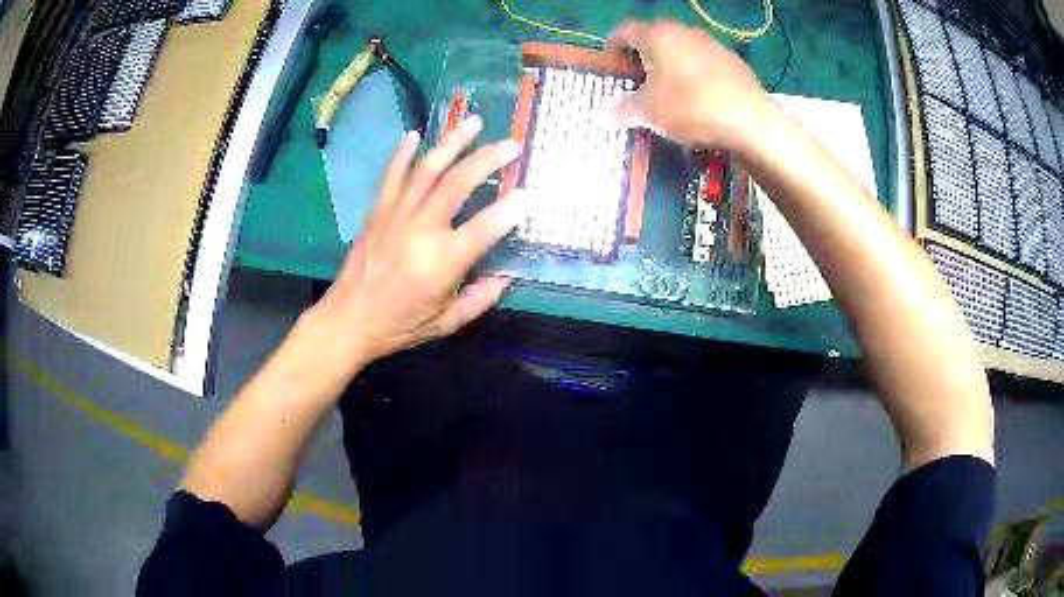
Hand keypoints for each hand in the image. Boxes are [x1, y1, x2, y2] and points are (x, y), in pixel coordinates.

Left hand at [302, 116, 522, 372]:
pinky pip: (391, 176)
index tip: (530, 193)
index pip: (485, 227)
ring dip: (452, 143)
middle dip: (487, 160)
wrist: (348, 320)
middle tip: (511, 144)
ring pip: (427, 170)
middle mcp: (421, 230)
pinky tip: (415, 134)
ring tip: (472, 122)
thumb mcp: (446, 323)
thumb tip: (505, 278)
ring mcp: (396, 215)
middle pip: (457, 184)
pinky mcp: (378, 212)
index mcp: (442, 262)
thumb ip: (479, 300)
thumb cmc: (399, 325)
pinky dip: (402, 153)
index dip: (511, 209)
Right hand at [605, 20, 772, 148]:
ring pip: (681, 48)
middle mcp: (683, 31)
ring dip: (670, 63)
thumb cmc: (690, 107)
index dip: (612, 47)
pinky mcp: (733, 60)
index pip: (624, 31)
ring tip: (668, 89)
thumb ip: (622, 108)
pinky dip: (694, 72)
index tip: (610, 65)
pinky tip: (698, 96)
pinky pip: (704, 61)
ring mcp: (711, 43)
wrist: (749, 120)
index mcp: (656, 35)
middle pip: (654, 37)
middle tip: (637, 79)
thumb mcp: (648, 112)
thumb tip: (603, 111)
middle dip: (642, 55)